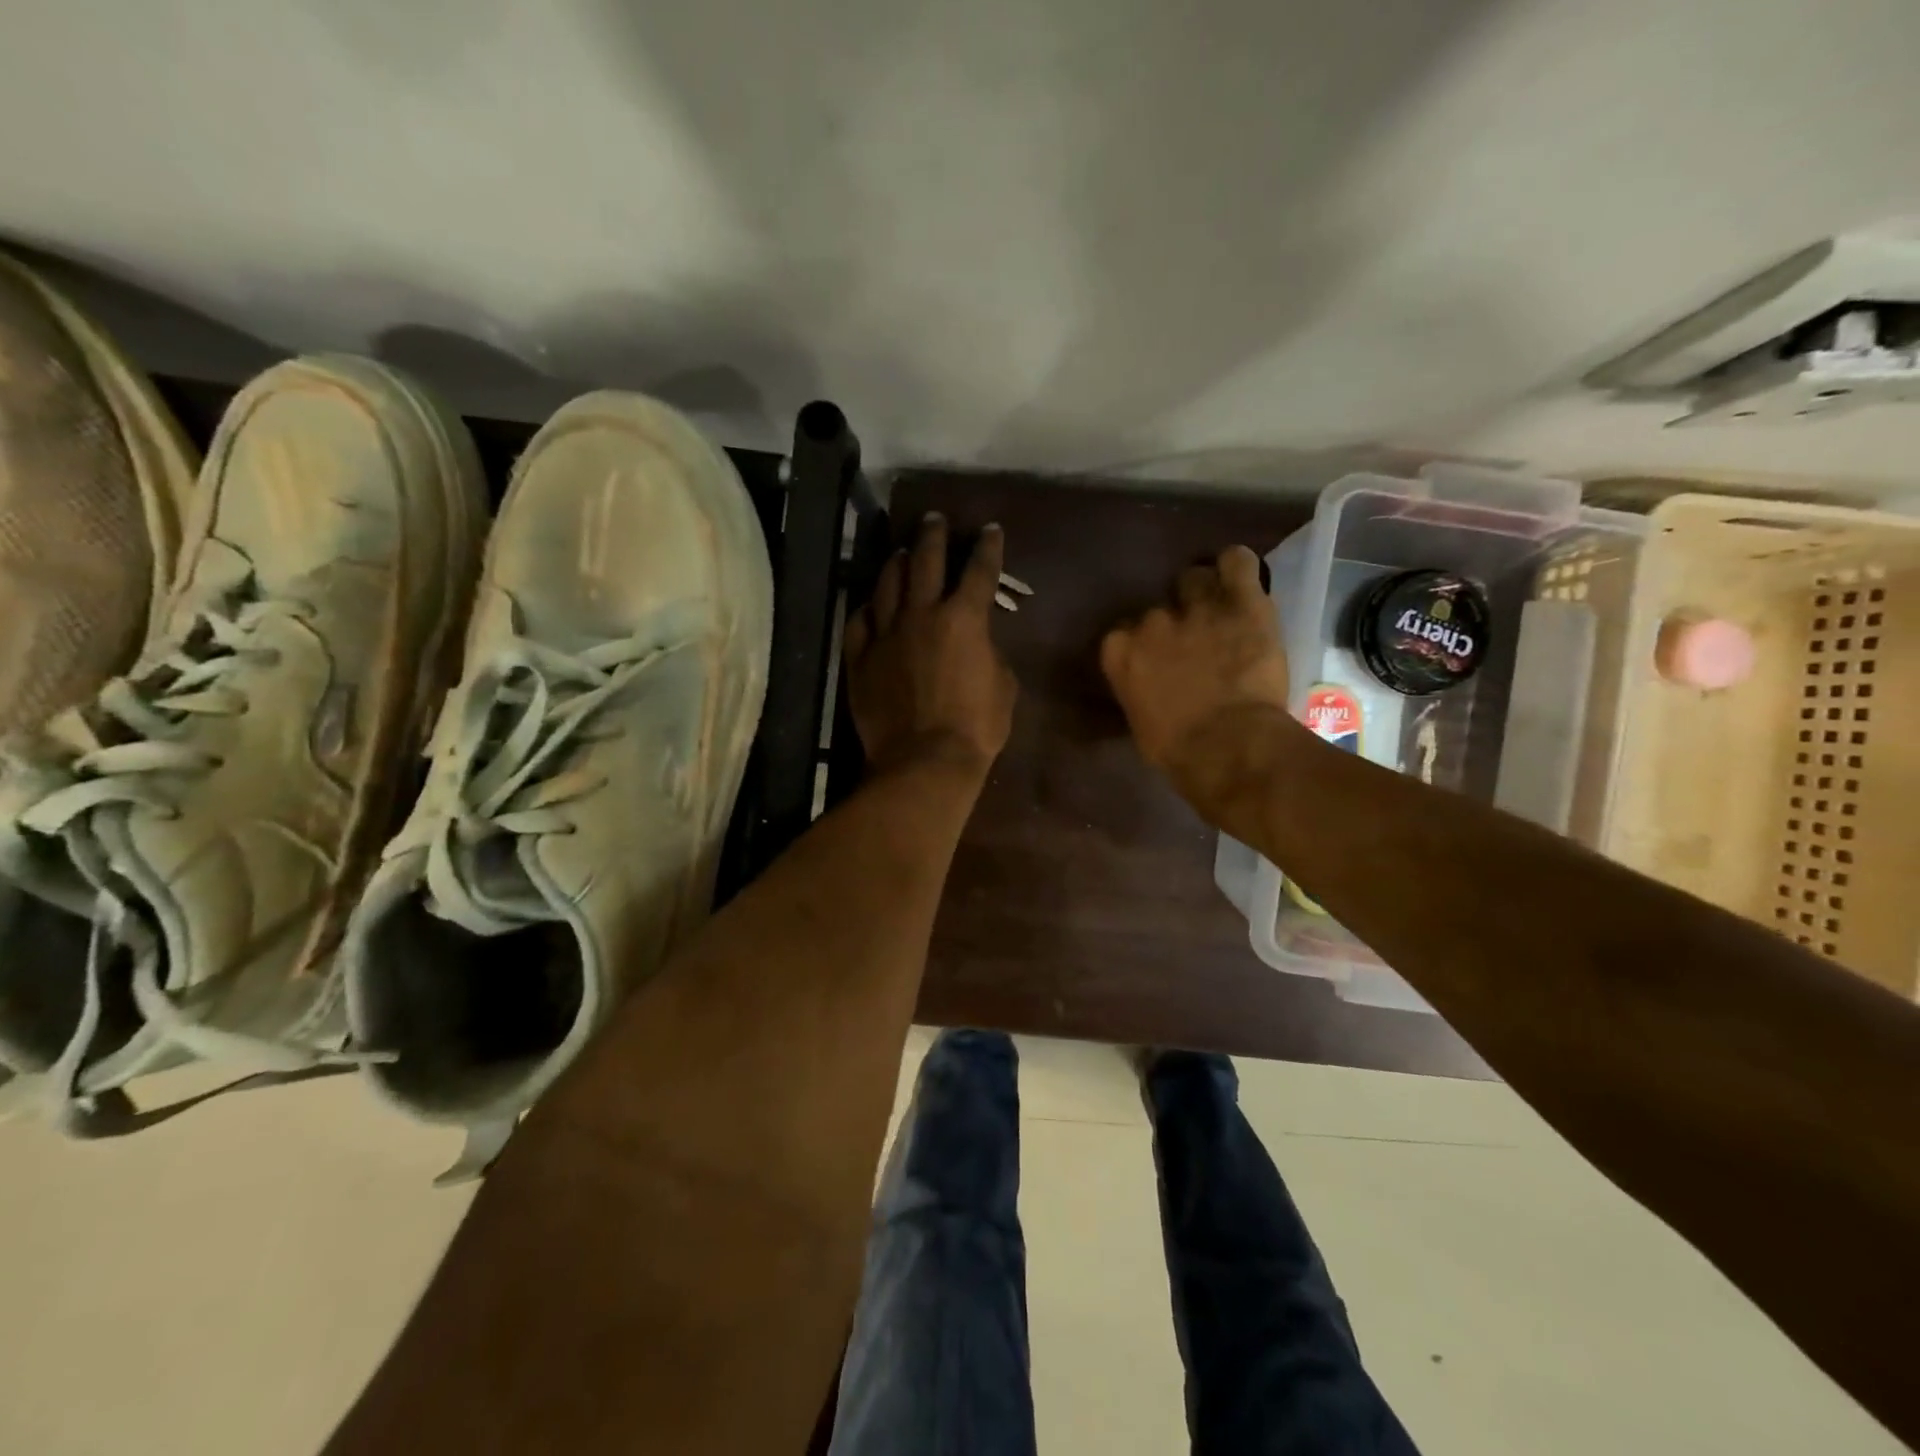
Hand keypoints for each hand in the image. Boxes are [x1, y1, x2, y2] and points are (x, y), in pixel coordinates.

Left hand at [846, 513, 1016, 778]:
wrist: (925, 762)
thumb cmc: (976, 728)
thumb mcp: (1003, 686)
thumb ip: (990, 652)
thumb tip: (977, 642)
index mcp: (964, 618)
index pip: (979, 570)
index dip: (987, 546)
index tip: (989, 529)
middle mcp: (921, 614)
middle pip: (925, 561)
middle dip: (932, 535)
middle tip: (933, 518)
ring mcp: (885, 635)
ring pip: (887, 585)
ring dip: (896, 563)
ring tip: (901, 551)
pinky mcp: (859, 658)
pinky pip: (858, 623)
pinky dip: (866, 609)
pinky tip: (869, 603)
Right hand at [1100, 546, 1291, 780]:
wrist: (1229, 747)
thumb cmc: (1178, 751)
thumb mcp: (1141, 721)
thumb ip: (1139, 688)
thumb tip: (1150, 684)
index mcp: (1120, 652)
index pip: (1123, 632)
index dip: (1143, 645)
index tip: (1156, 660)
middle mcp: (1152, 622)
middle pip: (1158, 607)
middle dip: (1173, 622)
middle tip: (1194, 643)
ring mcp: (1197, 608)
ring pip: (1195, 578)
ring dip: (1204, 594)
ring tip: (1220, 611)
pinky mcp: (1243, 603)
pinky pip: (1238, 562)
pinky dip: (1238, 566)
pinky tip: (1241, 579)